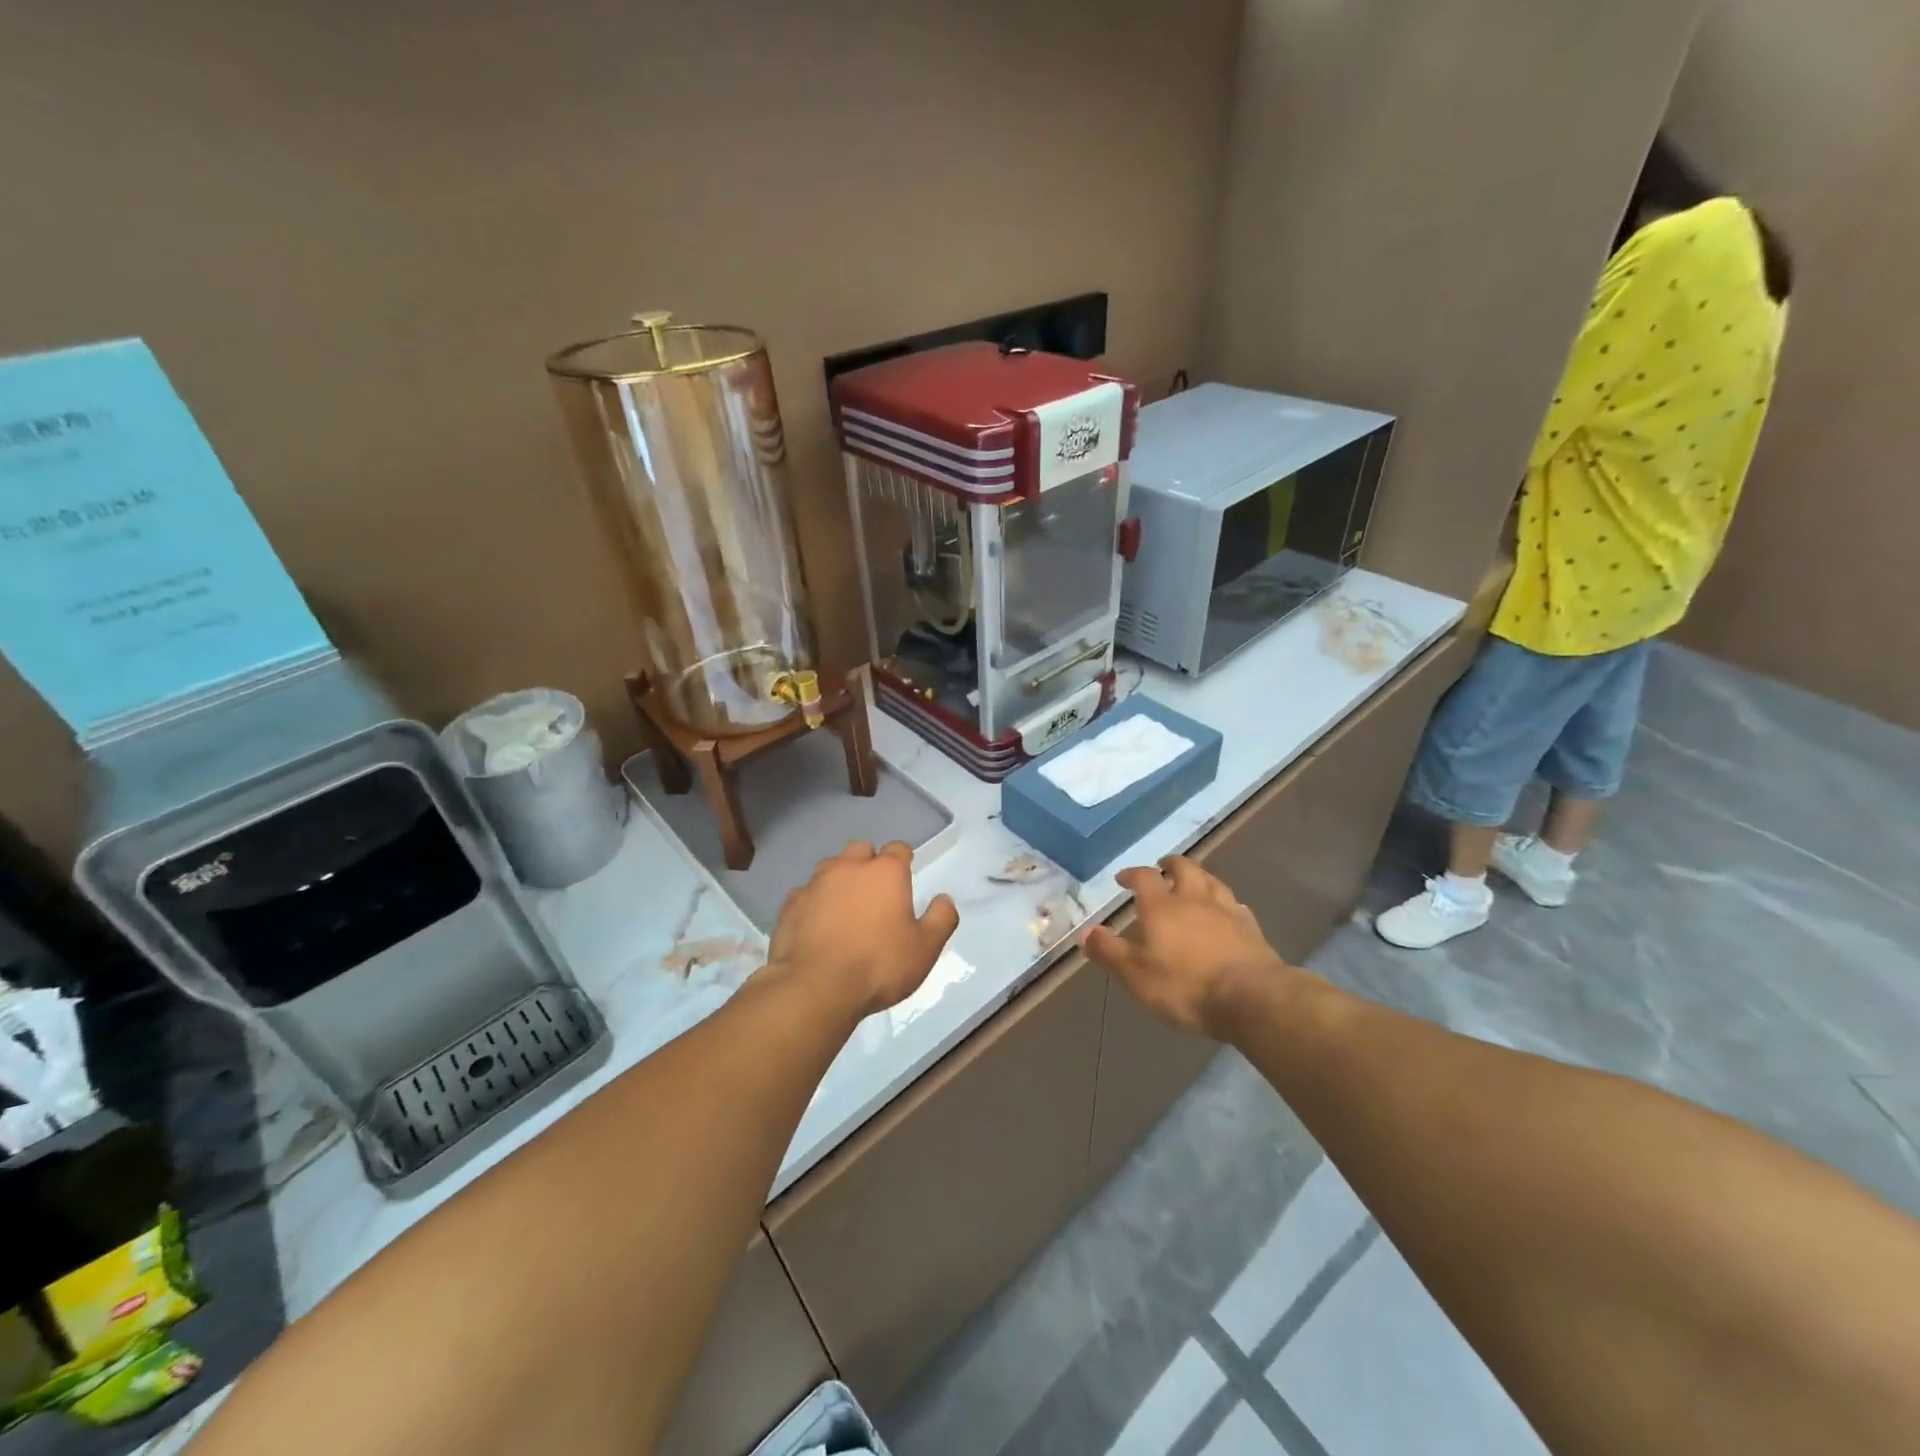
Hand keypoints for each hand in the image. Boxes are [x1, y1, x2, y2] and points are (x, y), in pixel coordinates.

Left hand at [766, 841, 958, 1020]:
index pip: (898, 849)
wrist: (815, 988)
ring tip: (845, 909)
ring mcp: (815, 883)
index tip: (905, 877)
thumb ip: (941, 919)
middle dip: (869, 864)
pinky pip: (806, 894)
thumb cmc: (878, 965)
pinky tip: (817, 927)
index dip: (903, 861)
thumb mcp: (925, 949)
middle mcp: (849, 867)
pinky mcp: (790, 905)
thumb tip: (944, 899)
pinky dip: (814, 903)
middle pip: (861, 850)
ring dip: (840, 881)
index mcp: (885, 872)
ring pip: (830, 868)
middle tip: (875, 894)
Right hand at [1081, 855, 1290, 1038]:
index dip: (1132, 874)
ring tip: (1194, 883)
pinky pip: (1235, 905)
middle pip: (1184, 868)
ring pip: (1212, 882)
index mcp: (1162, 906)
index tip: (1124, 878)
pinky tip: (1226, 911)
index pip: (1144, 877)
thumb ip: (1108, 951)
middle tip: (1163, 866)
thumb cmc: (1184, 986)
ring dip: (1199, 878)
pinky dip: (1225, 902)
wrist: (1251, 998)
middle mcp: (1194, 899)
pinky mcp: (1251, 928)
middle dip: (1171, 864)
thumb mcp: (1136, 974)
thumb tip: (1083, 931)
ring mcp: (1226, 911)